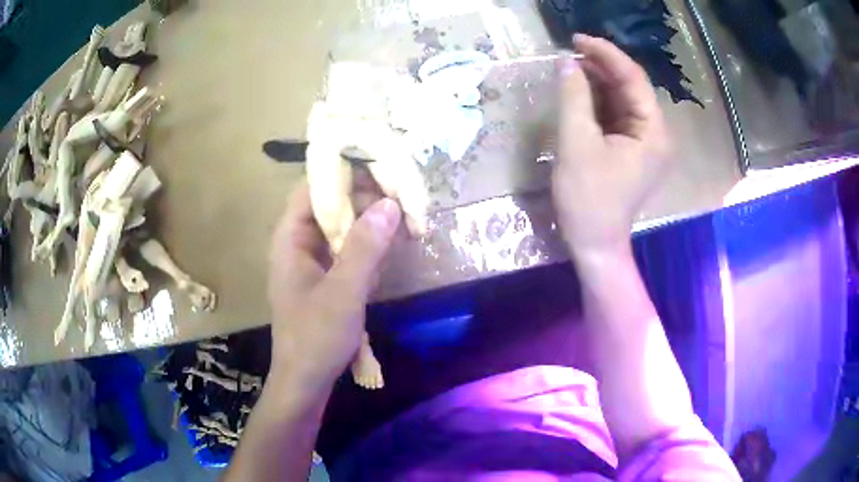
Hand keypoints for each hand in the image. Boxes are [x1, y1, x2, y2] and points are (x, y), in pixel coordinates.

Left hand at [267, 180, 400, 395]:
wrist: (305, 383)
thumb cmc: (315, 339)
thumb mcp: (343, 293)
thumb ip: (365, 247)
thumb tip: (391, 204)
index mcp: (290, 239)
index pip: (312, 188)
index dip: (342, 172)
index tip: (379, 166)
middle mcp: (298, 243)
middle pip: (330, 204)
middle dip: (364, 197)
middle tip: (402, 192)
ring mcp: (313, 261)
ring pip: (342, 227)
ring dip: (370, 220)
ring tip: (404, 212)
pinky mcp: (326, 278)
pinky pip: (347, 249)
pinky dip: (368, 243)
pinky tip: (392, 242)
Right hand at [552, 34, 672, 257]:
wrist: (594, 244)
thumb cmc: (588, 199)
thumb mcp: (577, 144)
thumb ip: (573, 98)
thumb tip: (566, 62)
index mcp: (653, 132)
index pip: (633, 79)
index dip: (605, 54)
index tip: (576, 40)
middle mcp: (655, 133)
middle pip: (629, 88)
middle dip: (600, 68)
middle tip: (568, 54)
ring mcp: (644, 142)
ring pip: (621, 100)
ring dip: (596, 83)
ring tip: (568, 69)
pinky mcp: (630, 150)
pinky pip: (615, 116)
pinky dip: (596, 102)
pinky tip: (577, 92)